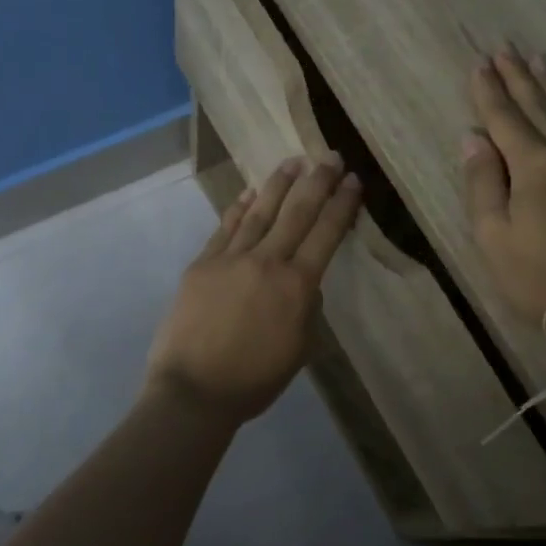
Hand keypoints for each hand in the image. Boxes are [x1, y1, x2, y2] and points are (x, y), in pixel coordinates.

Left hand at [146, 156, 361, 423]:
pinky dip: (238, 208)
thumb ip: (306, 310)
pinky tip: (248, 193)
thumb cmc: (253, 380)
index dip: (341, 205)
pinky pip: (224, 228)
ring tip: (293, 162)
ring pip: (259, 212)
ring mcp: (230, 259)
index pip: (326, 234)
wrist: (193, 390)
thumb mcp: (298, 350)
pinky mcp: (202, 264)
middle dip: (317, 182)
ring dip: (278, 185)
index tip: (352, 180)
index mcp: (296, 286)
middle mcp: (266, 262)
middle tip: (330, 155)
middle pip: (296, 213)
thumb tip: (305, 284)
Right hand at [461, 48, 545, 330]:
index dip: (489, 91)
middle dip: (518, 77)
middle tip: (504, 49)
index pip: (505, 118)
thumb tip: (473, 137)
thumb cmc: (537, 276)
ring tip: (537, 60)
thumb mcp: (493, 235)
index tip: (478, 64)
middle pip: (540, 106)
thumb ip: (482, 181)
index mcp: (535, 164)